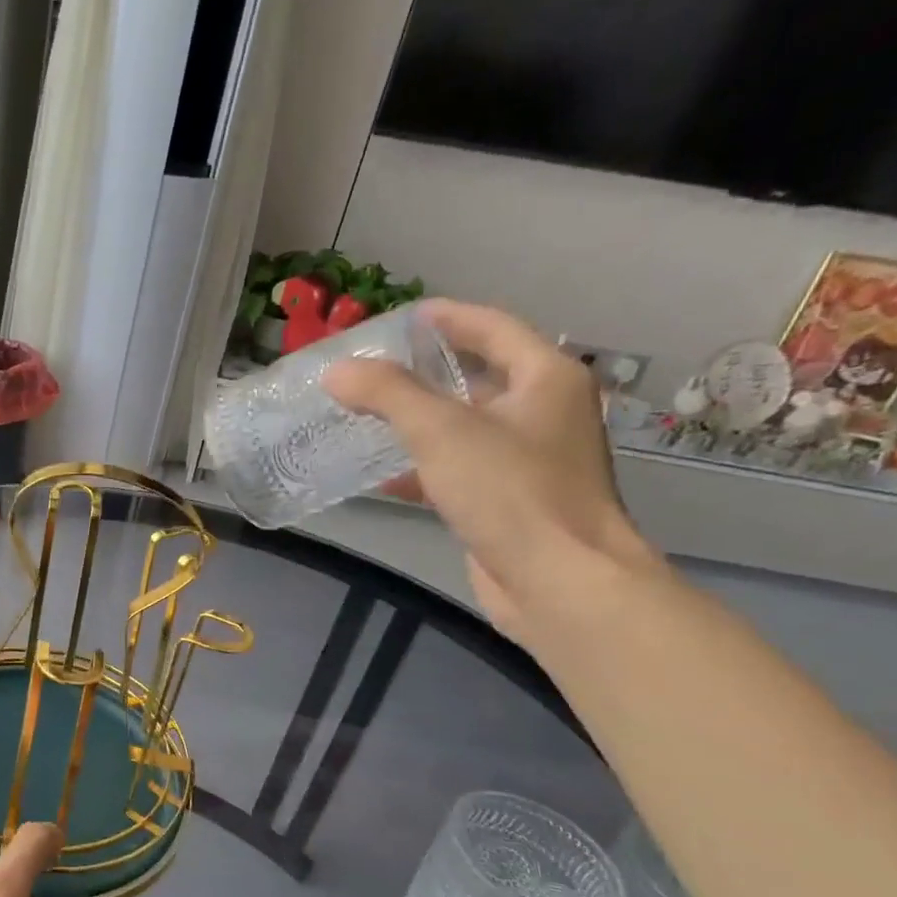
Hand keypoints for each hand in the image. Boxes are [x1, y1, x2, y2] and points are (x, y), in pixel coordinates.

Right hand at [323, 300, 661, 640]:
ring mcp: (530, 460)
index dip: (448, 318)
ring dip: (420, 421)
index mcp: (546, 379)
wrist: (559, 581)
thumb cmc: (510, 492)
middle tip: (375, 368)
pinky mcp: (510, 502)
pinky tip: (384, 477)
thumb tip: (337, 371)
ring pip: (466, 427)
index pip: (493, 328)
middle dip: (427, 372)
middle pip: (480, 377)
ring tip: (368, 416)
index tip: (405, 316)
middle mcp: (545, 412)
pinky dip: (424, 468)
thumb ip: (386, 394)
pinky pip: (460, 470)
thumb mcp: (441, 431)